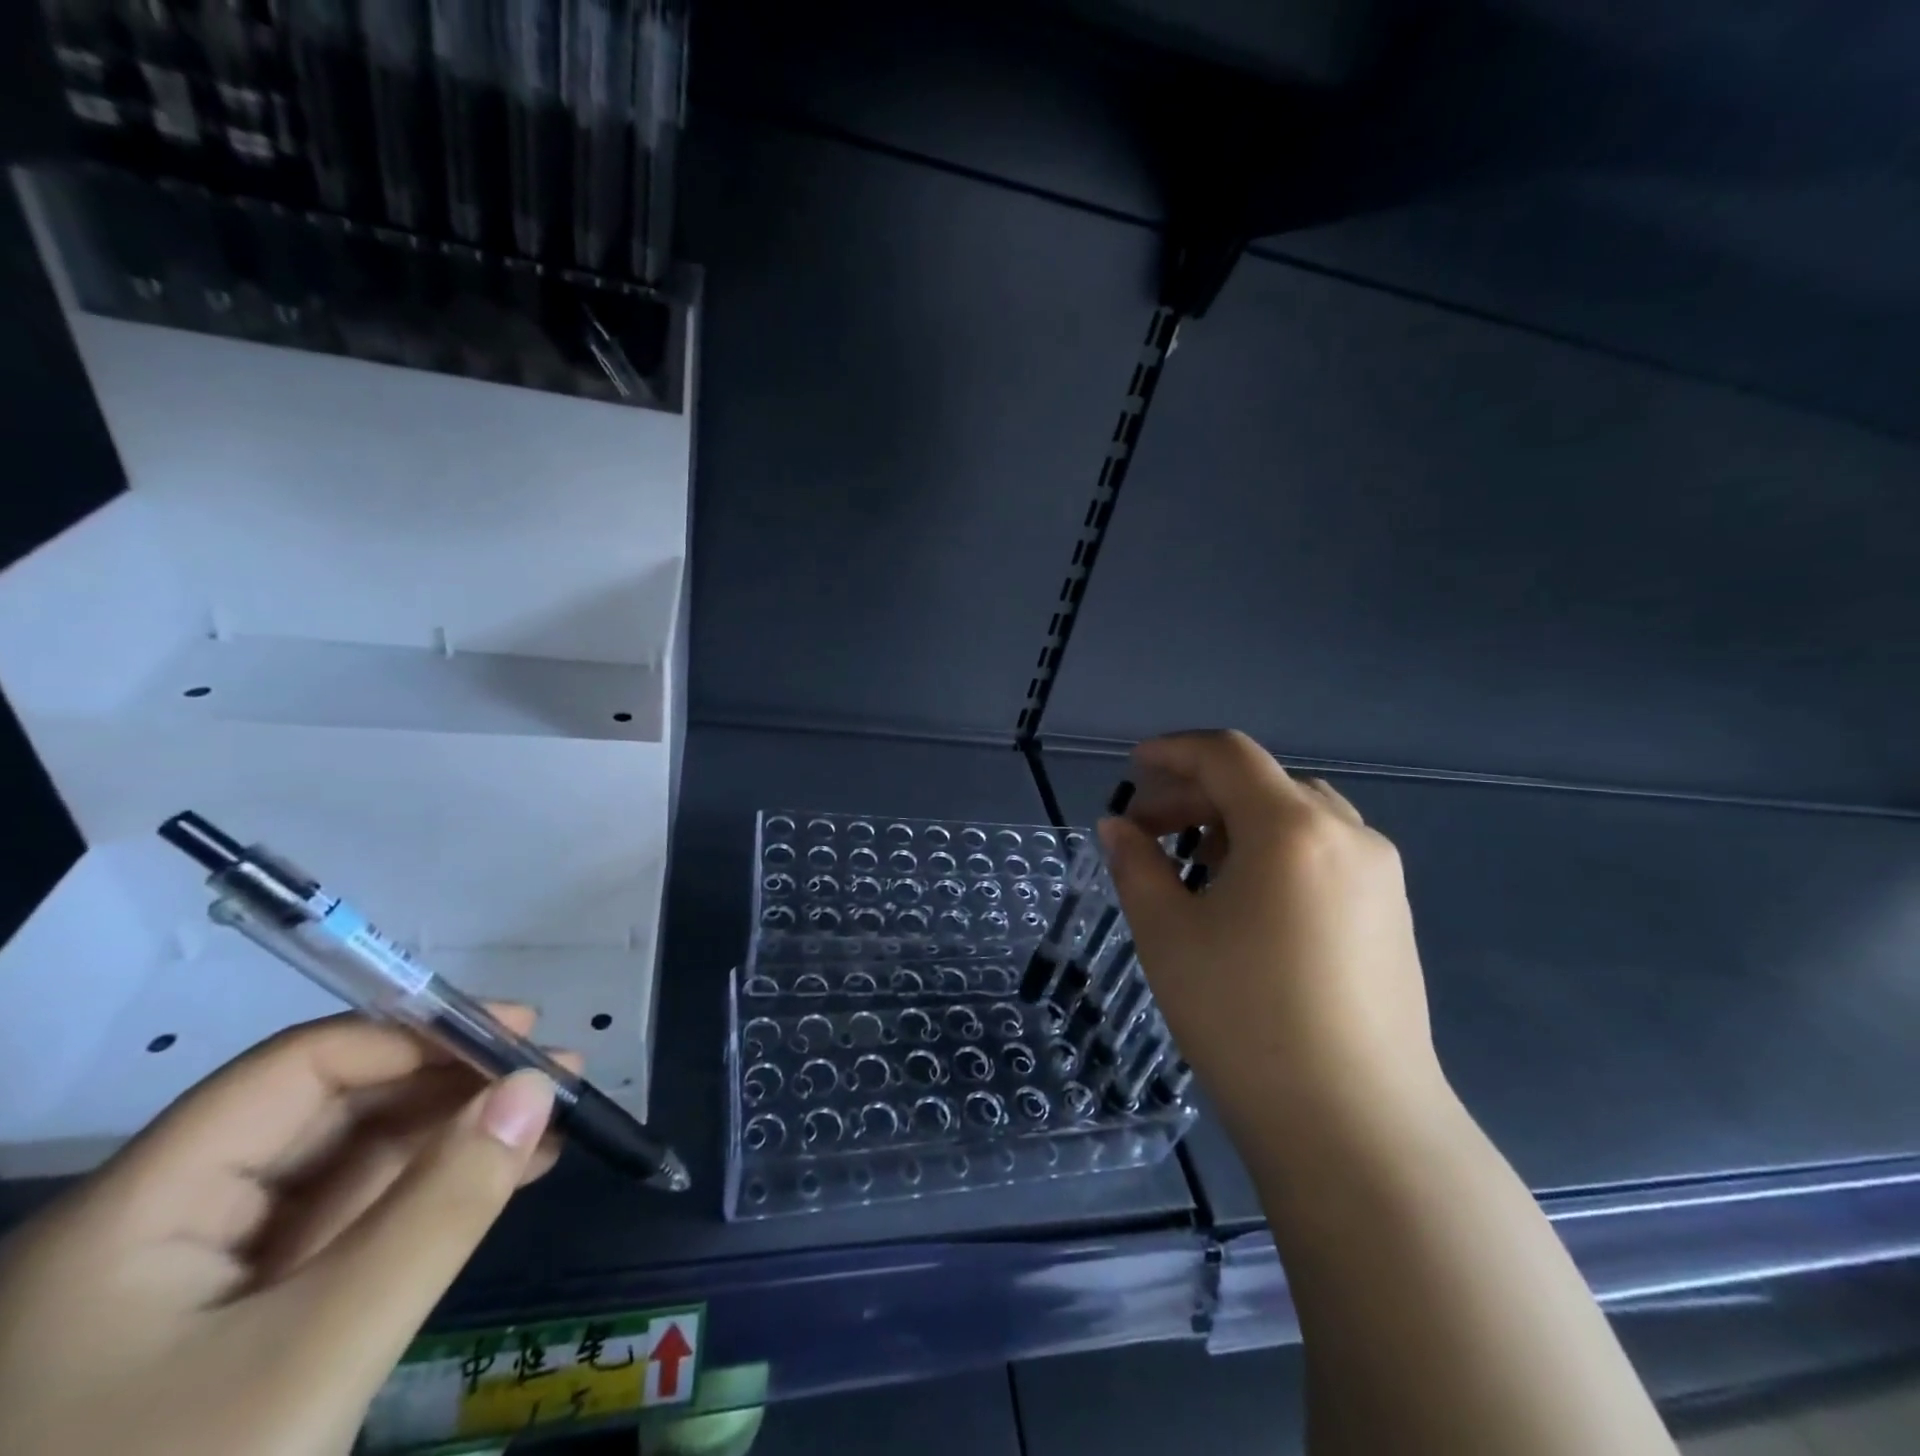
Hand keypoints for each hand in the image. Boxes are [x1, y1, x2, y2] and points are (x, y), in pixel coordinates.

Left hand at [0, 1009, 576, 1455]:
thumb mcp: (316, 1362)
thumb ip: (439, 1211)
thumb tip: (537, 1087)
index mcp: (134, 1213)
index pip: (299, 1068)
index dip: (416, 1037)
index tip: (519, 1036)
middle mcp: (155, 1229)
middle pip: (326, 1112)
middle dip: (450, 1086)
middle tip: (555, 1079)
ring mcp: (190, 1290)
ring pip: (343, 1172)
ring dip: (451, 1138)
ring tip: (550, 1123)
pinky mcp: (232, 1334)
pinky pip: (345, 1233)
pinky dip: (426, 1198)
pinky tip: (498, 1179)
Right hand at [1100, 731, 1444, 1146]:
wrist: (1355, 1127)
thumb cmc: (1244, 1018)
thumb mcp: (1168, 934)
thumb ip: (1136, 865)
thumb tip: (1118, 827)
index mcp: (1292, 828)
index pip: (1227, 755)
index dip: (1173, 751)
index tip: (1132, 768)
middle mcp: (1347, 834)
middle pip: (1262, 781)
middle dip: (1197, 792)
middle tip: (1147, 828)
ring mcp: (1380, 875)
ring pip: (1297, 814)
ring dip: (1237, 820)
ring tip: (1194, 861)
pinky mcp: (1392, 914)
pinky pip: (1325, 851)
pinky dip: (1275, 849)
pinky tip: (1248, 898)